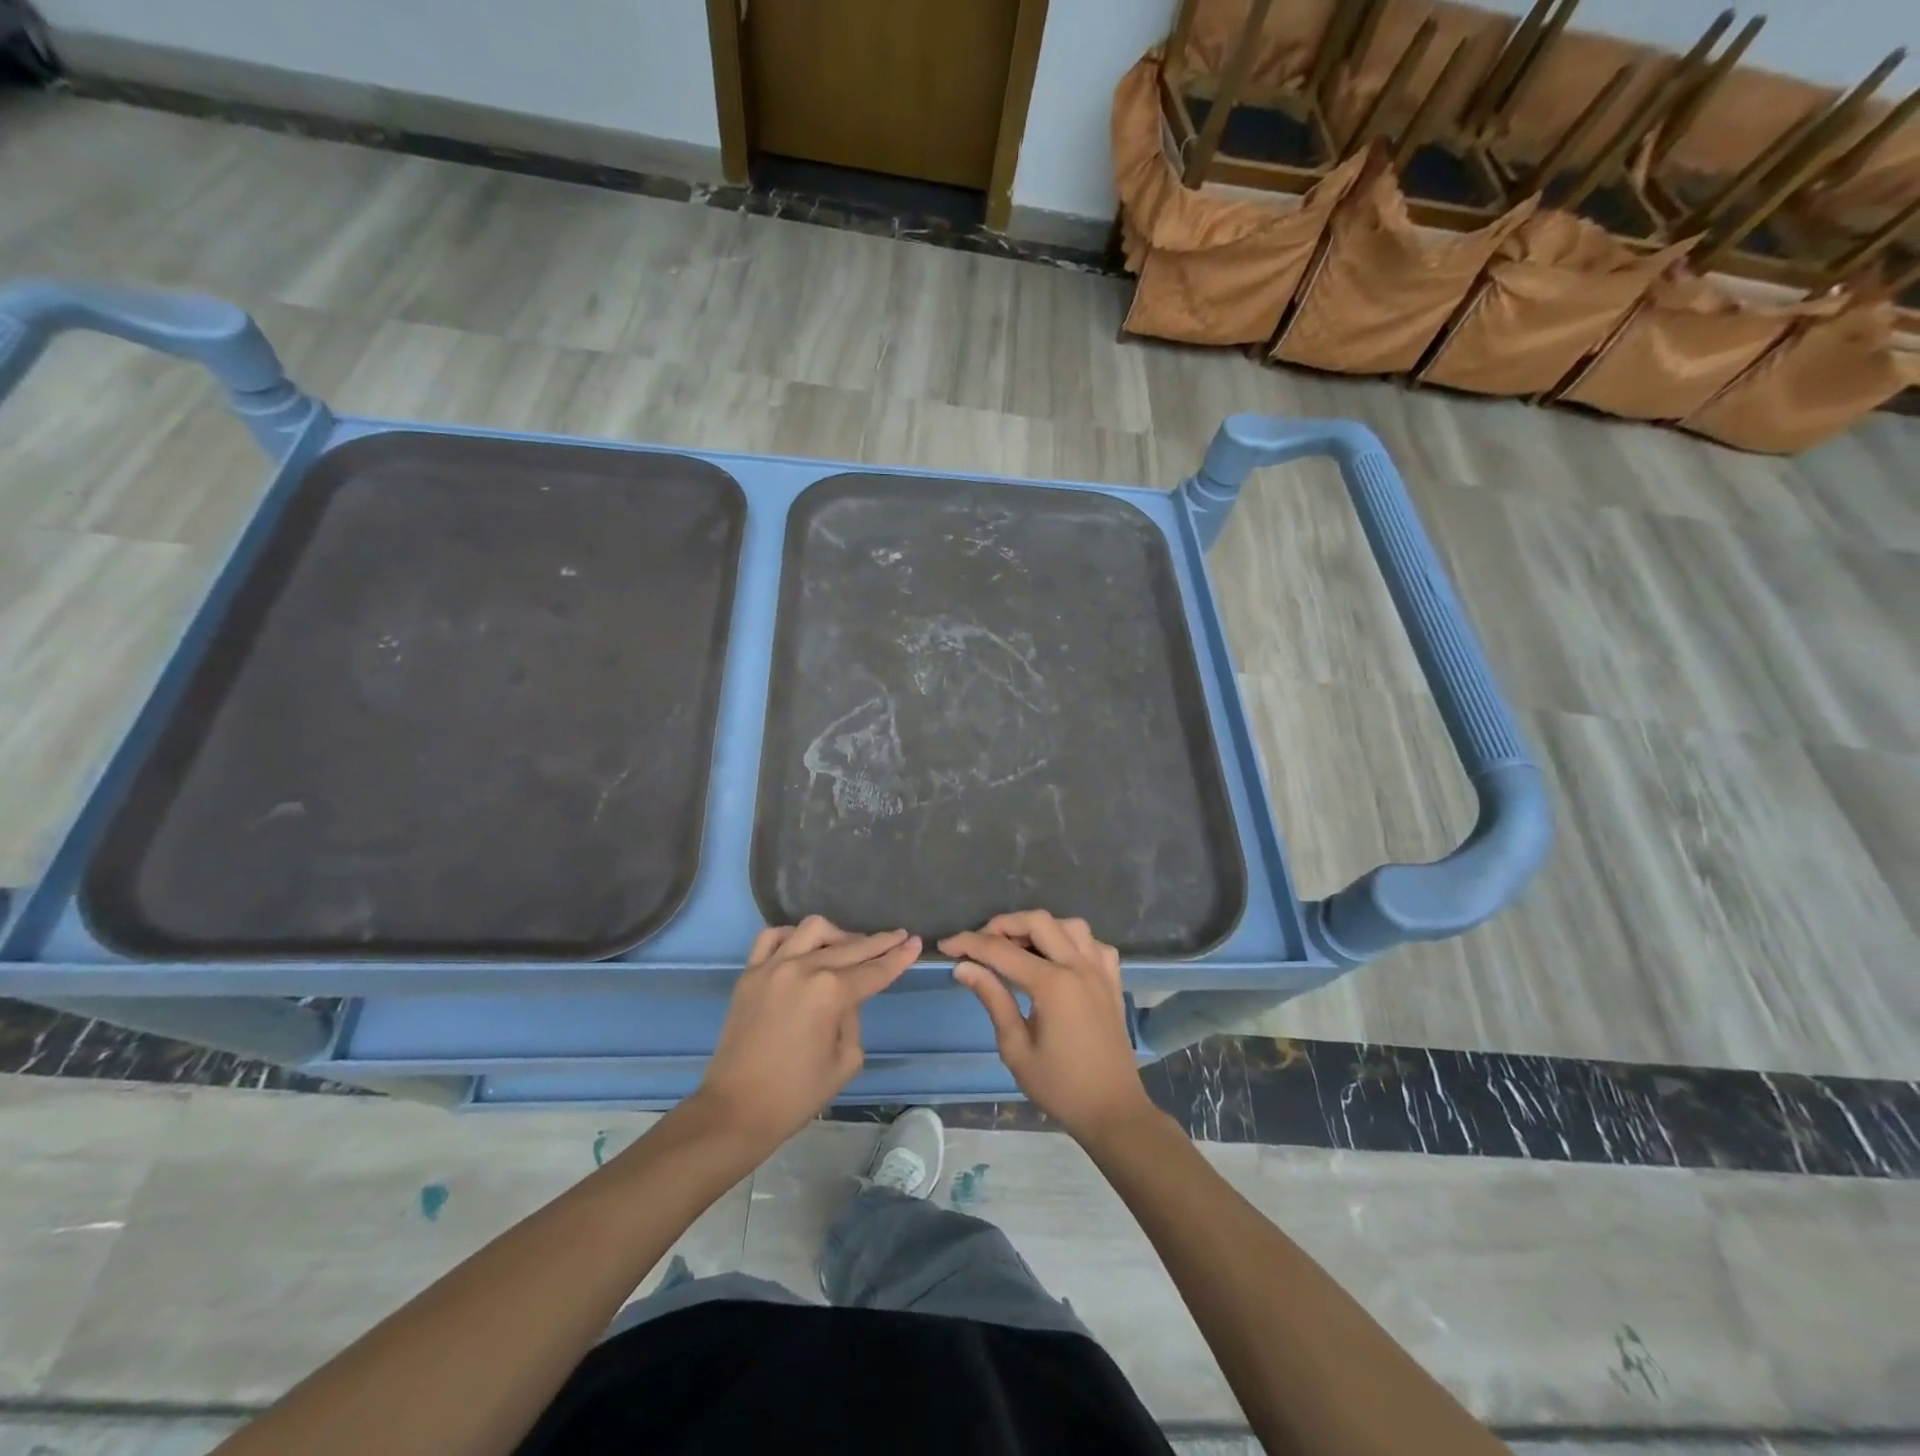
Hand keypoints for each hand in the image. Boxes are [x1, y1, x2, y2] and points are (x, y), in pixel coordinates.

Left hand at [694, 916, 919, 1151]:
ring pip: (813, 929)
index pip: (875, 970)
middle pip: (851, 946)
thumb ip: (853, 1019)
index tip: (915, 942)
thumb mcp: (845, 1061)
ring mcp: (773, 966)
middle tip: (898, 936)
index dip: (898, 957)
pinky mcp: (750, 973)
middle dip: (879, 942)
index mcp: (831, 993)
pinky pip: (773, 938)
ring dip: (837, 935)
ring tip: (848, 946)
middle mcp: (804, 969)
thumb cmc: (796, 1094)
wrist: (736, 1110)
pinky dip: (792, 936)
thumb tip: (845, 998)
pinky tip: (803, 946)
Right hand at [942, 911, 1155, 1144]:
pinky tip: (1058, 959)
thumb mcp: (1016, 1048)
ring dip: (1040, 928)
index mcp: (1053, 984)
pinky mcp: (1113, 981)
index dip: (969, 944)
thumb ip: (993, 999)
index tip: (946, 946)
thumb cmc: (1060, 1086)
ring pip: (1069, 925)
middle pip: (1037, 921)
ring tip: (1018, 948)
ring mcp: (1100, 971)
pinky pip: (1093, 944)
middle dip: (1003, 925)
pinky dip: (1072, 942)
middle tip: (980, 945)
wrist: (1112, 1110)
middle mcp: (1078, 966)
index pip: (1002, 950)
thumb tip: (964, 968)